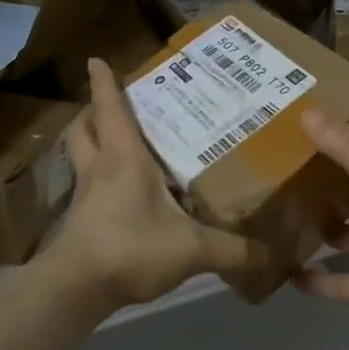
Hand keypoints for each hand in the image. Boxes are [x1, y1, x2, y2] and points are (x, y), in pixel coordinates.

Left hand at [43, 58, 268, 314]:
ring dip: (90, 141)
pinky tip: (120, 192)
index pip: (110, 109)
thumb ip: (233, 250)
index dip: (104, 83)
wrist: (77, 289)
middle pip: (83, 127)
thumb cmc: (131, 248)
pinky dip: (97, 178)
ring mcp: (85, 195)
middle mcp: (99, 168)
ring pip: (79, 155)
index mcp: (123, 158)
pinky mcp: (80, 221)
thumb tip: (271, 254)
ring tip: (113, 140)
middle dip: (92, 110)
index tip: (96, 60)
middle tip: (112, 105)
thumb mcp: (192, 248)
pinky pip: (86, 186)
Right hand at [294, 109, 348, 347]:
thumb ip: (347, 149)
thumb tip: (308, 112)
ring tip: (282, 216)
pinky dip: (314, 279)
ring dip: (321, 230)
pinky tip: (286, 271)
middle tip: (287, 170)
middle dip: (329, 185)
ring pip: (346, 237)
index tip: (318, 127)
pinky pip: (336, 281)